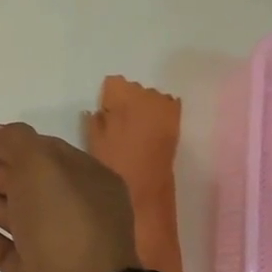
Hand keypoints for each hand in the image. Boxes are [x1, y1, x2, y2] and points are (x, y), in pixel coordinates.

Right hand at [0, 122, 139, 271]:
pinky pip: (4, 247)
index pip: (45, 152)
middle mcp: (76, 212)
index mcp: (88, 181)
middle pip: (26, 183)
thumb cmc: (64, 222)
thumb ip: (16, 141)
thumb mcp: (41, 165)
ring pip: (13, 215)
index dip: (9, 141)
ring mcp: (56, 247)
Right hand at [85, 76, 180, 193]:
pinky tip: (151, 128)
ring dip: (143, 106)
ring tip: (135, 126)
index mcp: (123, 97)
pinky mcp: (177, 122)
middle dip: (126, 99)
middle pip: (134, 87)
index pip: (114, 82)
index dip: (108, 96)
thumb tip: (99, 109)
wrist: (147, 189)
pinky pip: (167, 107)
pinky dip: (158, 113)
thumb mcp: (94, 140)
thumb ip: (95, 119)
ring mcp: (166, 108)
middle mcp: (147, 96)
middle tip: (118, 120)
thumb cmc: (114, 163)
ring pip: (151, 96)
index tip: (105, 112)